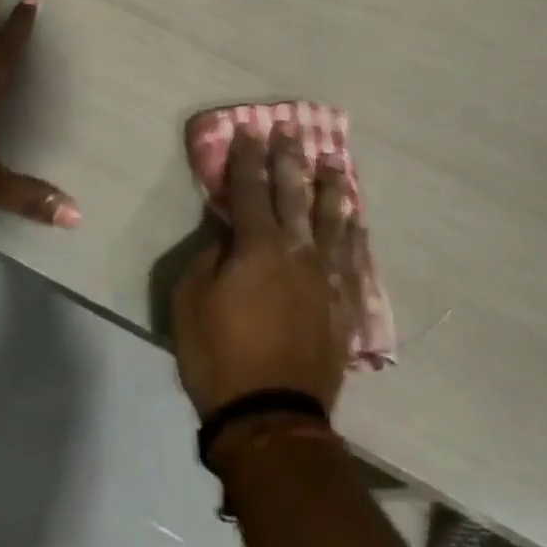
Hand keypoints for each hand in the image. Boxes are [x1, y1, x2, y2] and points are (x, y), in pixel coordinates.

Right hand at [171, 127, 358, 420]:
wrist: (271, 418)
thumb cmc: (220, 357)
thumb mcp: (190, 301)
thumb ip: (209, 256)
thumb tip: (226, 231)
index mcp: (256, 245)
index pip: (249, 187)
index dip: (247, 156)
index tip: (249, 129)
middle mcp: (296, 249)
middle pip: (293, 192)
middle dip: (289, 157)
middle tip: (291, 129)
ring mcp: (326, 276)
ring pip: (332, 218)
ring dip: (331, 185)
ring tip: (334, 160)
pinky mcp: (344, 303)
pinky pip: (353, 257)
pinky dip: (354, 232)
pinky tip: (356, 217)